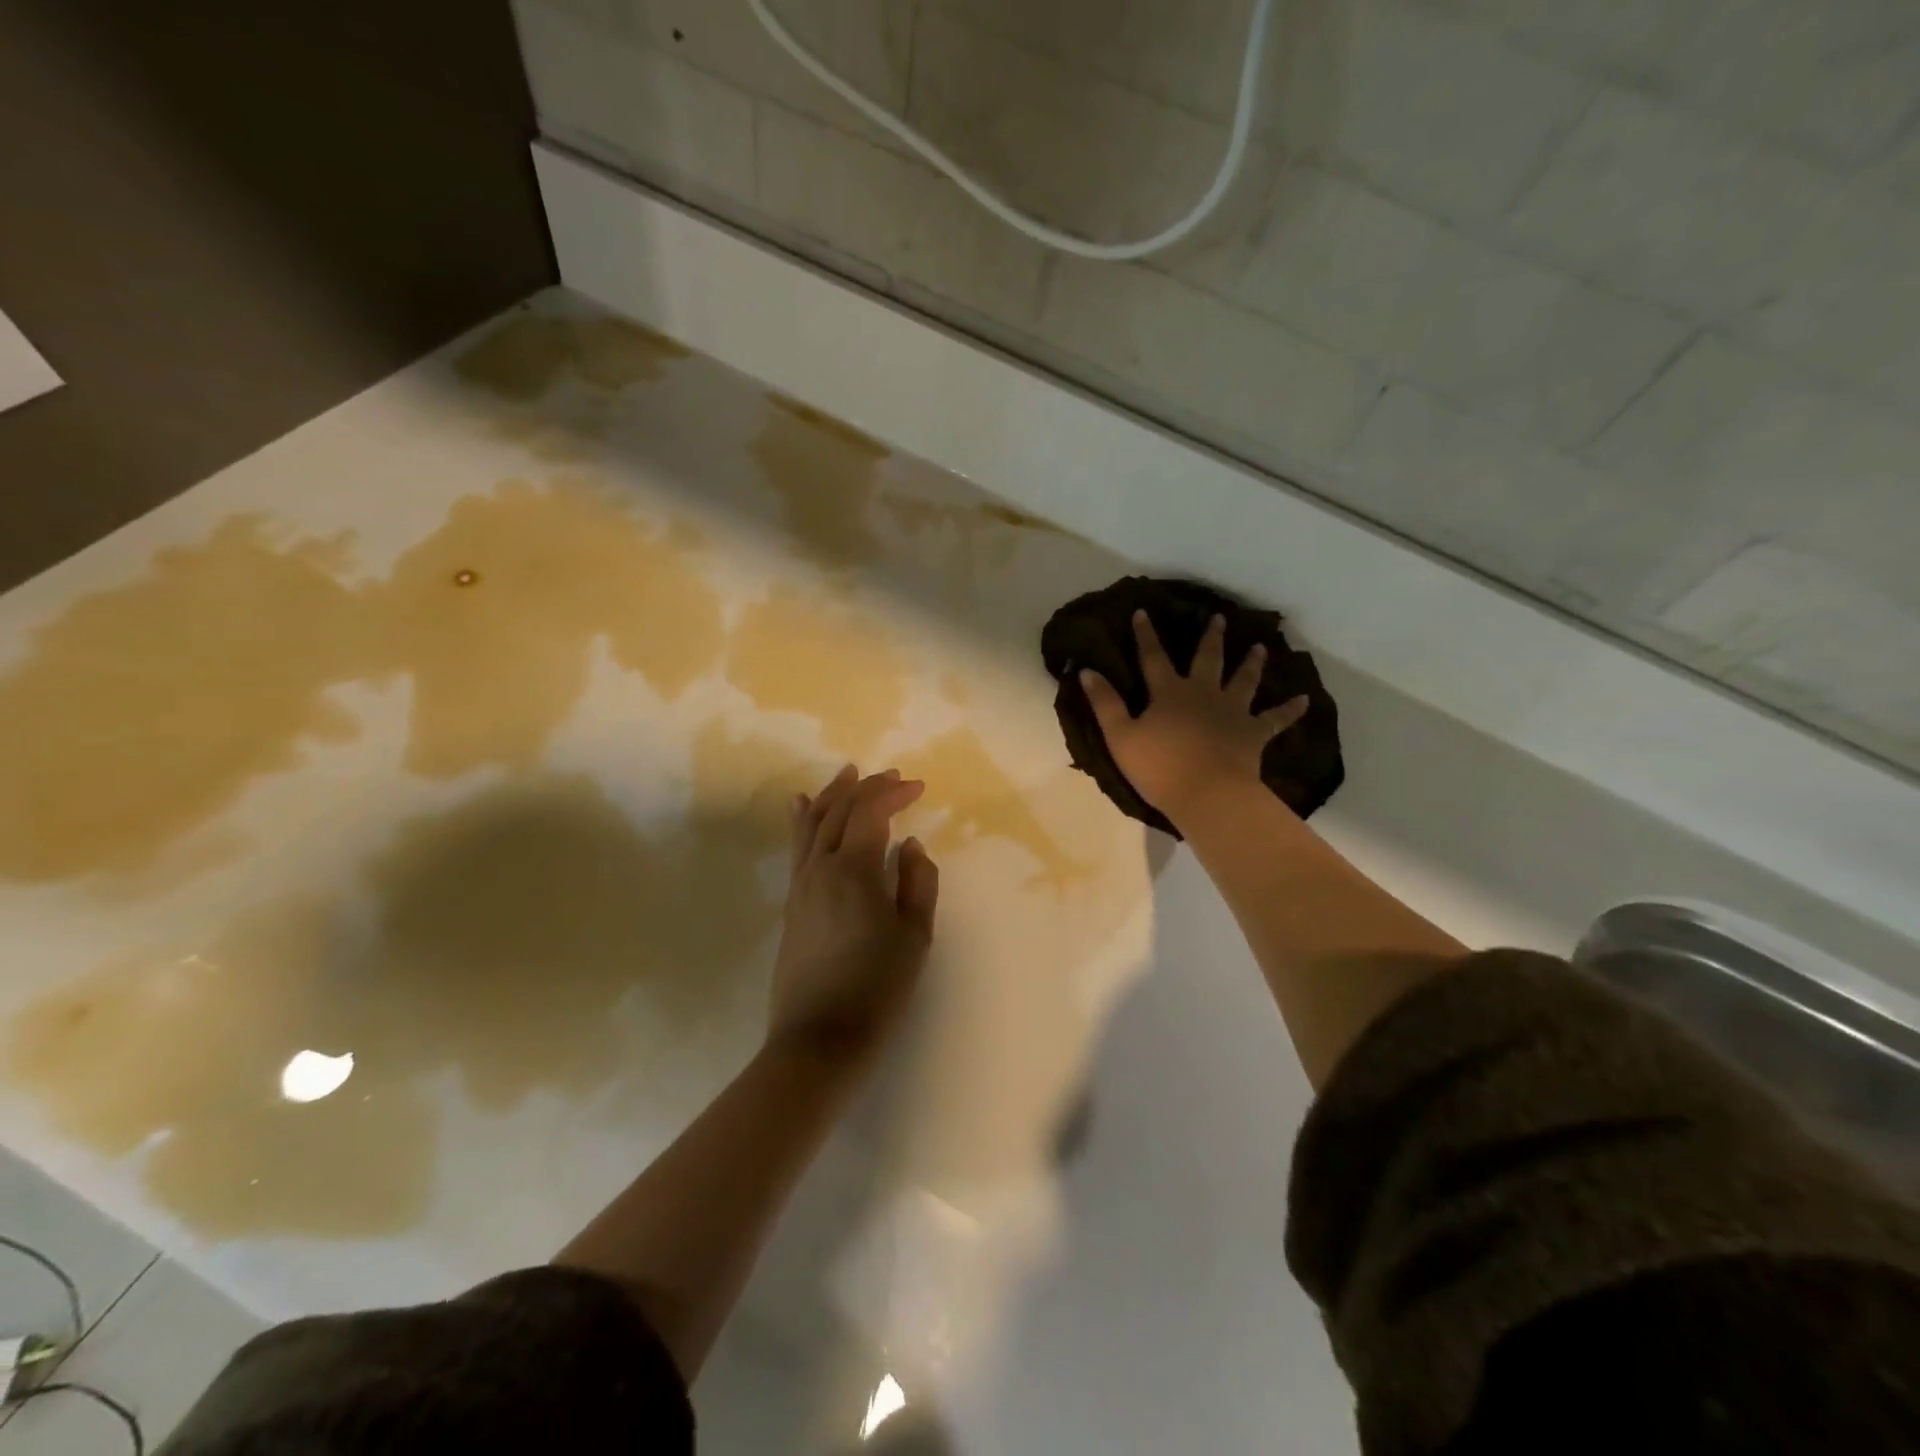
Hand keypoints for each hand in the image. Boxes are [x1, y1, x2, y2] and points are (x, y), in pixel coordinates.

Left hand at [767, 764, 939, 1064]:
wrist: (819, 1038)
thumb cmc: (876, 988)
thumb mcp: (914, 937)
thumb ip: (918, 883)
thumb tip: (911, 846)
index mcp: (854, 870)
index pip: (870, 812)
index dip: (893, 793)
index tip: (918, 787)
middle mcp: (820, 867)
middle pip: (840, 811)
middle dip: (867, 787)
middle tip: (892, 776)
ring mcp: (800, 885)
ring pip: (812, 824)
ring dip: (832, 795)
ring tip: (847, 774)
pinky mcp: (791, 903)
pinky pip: (797, 847)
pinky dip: (803, 820)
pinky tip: (800, 807)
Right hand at [1080, 611, 1308, 829]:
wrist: (1207, 794)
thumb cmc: (1159, 767)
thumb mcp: (1120, 736)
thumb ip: (1105, 703)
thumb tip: (1087, 671)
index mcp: (1169, 693)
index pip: (1153, 658)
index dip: (1146, 635)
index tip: (1144, 612)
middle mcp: (1203, 694)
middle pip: (1207, 660)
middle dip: (1210, 638)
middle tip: (1219, 617)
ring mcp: (1232, 712)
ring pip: (1243, 681)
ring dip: (1252, 663)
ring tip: (1260, 647)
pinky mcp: (1253, 734)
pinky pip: (1275, 720)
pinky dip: (1290, 710)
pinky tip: (1305, 701)